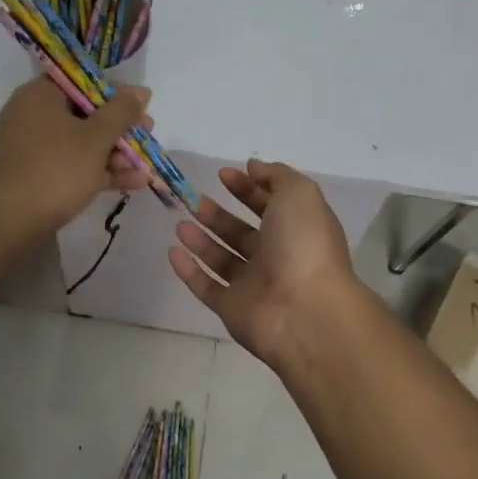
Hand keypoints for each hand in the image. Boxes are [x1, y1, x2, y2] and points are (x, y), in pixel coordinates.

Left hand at [0, 76, 152, 234]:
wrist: (5, 222)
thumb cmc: (54, 169)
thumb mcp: (95, 138)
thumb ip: (121, 113)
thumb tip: (141, 90)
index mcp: (42, 94)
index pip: (84, 81)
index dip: (116, 94)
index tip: (140, 109)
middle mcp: (33, 115)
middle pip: (85, 114)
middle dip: (119, 129)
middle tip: (147, 138)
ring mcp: (32, 148)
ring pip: (81, 143)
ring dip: (114, 154)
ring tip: (145, 168)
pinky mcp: (35, 176)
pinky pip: (72, 166)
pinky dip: (98, 172)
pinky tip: (132, 184)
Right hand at [167, 159, 365, 364]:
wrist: (305, 312)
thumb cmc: (304, 244)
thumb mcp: (298, 194)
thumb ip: (276, 175)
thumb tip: (253, 167)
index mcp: (297, 229)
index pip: (269, 204)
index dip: (247, 188)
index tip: (223, 175)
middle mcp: (277, 256)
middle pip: (242, 232)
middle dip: (218, 214)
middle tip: (193, 199)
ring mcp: (254, 285)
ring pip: (222, 258)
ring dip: (201, 240)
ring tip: (180, 223)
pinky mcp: (233, 309)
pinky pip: (207, 287)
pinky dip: (189, 271)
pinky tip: (172, 252)